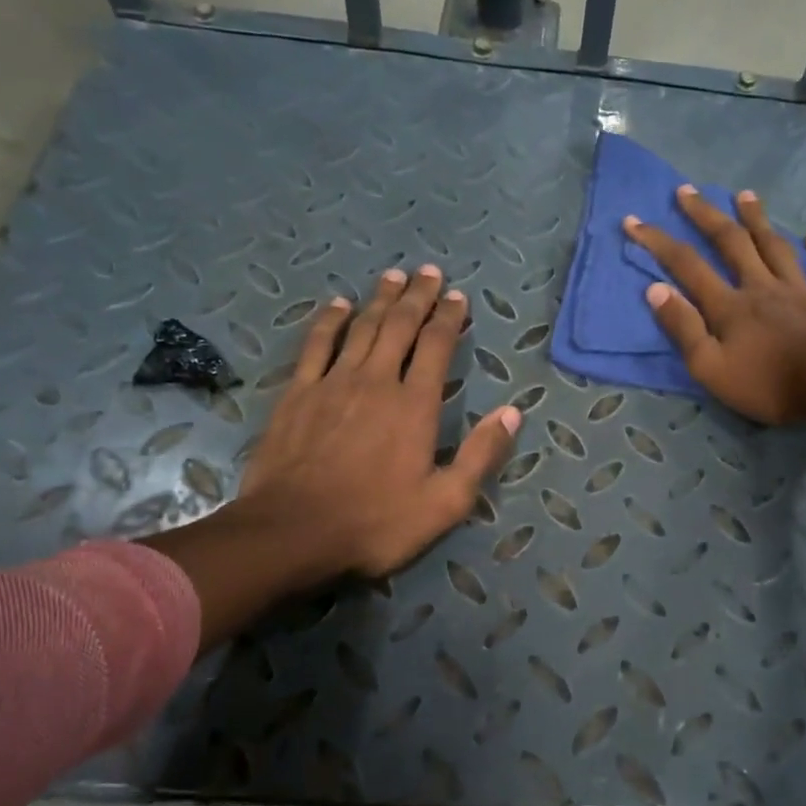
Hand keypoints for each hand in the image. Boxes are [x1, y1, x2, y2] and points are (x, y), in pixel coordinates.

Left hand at [239, 265, 519, 580]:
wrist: (292, 532)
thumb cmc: (376, 522)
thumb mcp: (445, 502)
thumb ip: (481, 455)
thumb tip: (512, 413)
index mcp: (415, 405)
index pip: (437, 347)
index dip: (450, 318)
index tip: (458, 296)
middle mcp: (377, 381)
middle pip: (400, 326)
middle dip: (418, 297)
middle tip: (429, 272)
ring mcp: (333, 383)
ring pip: (361, 327)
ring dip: (380, 299)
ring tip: (394, 277)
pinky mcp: (298, 394)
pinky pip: (316, 345)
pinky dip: (329, 321)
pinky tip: (338, 305)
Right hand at [624, 185, 805, 424]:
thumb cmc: (768, 384)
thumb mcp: (711, 368)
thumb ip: (683, 328)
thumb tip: (655, 289)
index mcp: (729, 306)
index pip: (687, 266)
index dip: (658, 242)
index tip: (634, 220)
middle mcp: (761, 287)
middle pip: (731, 243)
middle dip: (706, 215)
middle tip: (688, 191)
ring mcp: (800, 292)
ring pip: (775, 247)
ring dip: (758, 220)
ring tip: (745, 195)